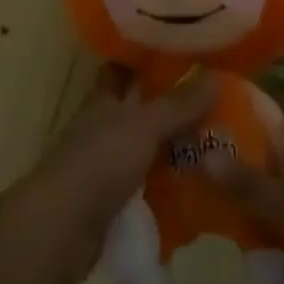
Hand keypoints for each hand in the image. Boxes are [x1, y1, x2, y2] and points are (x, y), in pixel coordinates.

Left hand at [18, 65, 216, 283]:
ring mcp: (109, 164)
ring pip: (149, 148)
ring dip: (178, 148)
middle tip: (219, 102)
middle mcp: (105, 126)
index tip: (185, 53)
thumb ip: (178, 104)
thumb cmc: (99, 162)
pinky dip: (172, 185)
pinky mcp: (115, 200)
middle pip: (142, 110)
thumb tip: (217, 74)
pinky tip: (203, 187)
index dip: (149, 59)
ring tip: (221, 144)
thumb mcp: (143, 126)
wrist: (62, 229)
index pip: (124, 68)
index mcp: (104, 99)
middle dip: (175, 106)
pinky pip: (150, 184)